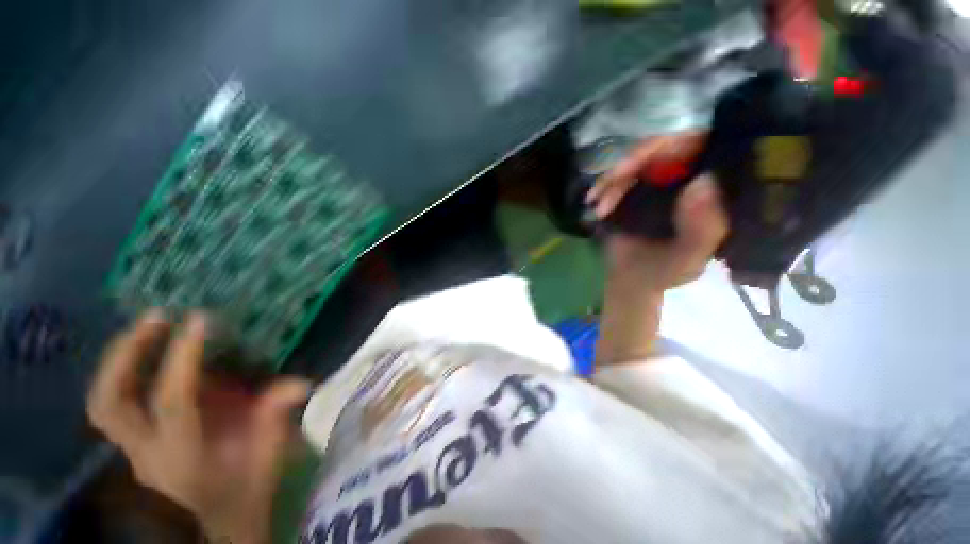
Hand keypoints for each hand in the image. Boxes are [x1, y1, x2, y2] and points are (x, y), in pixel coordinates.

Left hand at [87, 311, 310, 543]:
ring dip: (120, 359)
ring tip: (148, 325)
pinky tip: (149, 351)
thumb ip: (278, 418)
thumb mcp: (271, 454)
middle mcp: (146, 454)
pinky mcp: (135, 444)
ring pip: (104, 403)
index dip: (183, 358)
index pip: (172, 401)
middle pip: (110, 404)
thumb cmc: (249, 486)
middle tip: (156, 317)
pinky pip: (118, 402)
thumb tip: (298, 384)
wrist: (224, 519)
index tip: (200, 319)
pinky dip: (126, 372)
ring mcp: (134, 451)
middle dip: (126, 355)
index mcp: (183, 458)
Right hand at [589, 135, 727, 364]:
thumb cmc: (662, 277)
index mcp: (712, 194)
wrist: (630, 282)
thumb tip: (702, 186)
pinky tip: (597, 200)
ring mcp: (659, 185)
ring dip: (613, 178)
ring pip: (637, 161)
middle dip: (632, 164)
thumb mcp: (688, 262)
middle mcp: (689, 180)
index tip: (642, 166)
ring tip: (599, 201)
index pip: (703, 149)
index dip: (674, 147)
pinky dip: (606, 185)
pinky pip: (619, 177)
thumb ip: (705, 230)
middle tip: (607, 188)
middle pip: (664, 148)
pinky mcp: (634, 193)